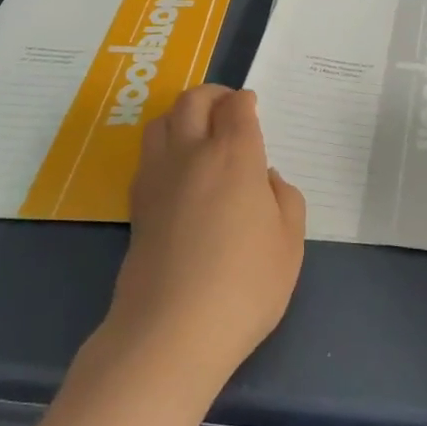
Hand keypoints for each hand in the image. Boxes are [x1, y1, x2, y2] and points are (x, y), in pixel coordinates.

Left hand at [106, 86, 306, 390]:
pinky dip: (163, 144)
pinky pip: (148, 153)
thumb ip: (285, 200)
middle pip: (193, 101)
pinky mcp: (137, 203)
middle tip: (227, 107)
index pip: (236, 107)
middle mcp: (191, 153)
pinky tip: (177, 168)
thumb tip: (264, 179)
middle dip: (212, 95)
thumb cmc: (243, 286)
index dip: (245, 101)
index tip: (251, 107)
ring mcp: (158, 176)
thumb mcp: (289, 244)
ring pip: (161, 120)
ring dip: (181, 113)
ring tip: (198, 129)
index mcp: (234, 155)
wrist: (170, 331)